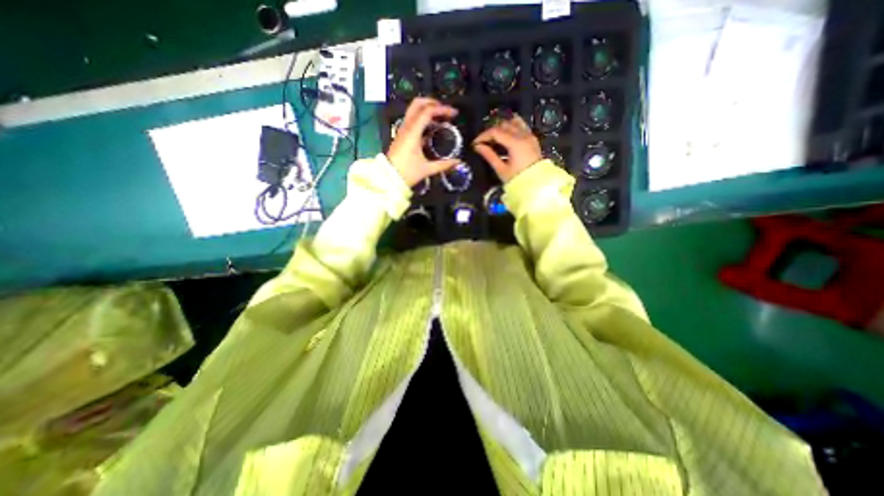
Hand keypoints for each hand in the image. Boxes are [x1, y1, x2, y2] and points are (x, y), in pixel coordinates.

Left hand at [385, 97, 459, 186]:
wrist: (388, 178)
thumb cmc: (407, 173)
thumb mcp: (427, 169)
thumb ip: (443, 165)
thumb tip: (457, 162)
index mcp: (413, 132)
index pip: (428, 111)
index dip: (442, 109)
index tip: (454, 113)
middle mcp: (406, 127)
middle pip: (418, 103)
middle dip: (433, 103)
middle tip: (446, 110)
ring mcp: (402, 130)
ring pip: (414, 110)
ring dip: (427, 109)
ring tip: (440, 117)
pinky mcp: (401, 135)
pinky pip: (412, 119)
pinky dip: (423, 118)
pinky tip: (432, 128)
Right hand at [473, 115, 543, 183]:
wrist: (537, 185)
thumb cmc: (518, 179)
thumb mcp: (501, 169)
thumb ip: (489, 155)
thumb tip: (478, 147)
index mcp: (515, 143)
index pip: (495, 132)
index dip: (483, 136)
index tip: (475, 144)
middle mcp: (523, 135)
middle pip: (503, 125)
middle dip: (491, 132)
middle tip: (483, 142)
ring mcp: (529, 136)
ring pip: (513, 122)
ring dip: (501, 127)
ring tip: (494, 139)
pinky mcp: (532, 139)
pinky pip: (521, 126)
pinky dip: (511, 127)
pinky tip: (505, 136)